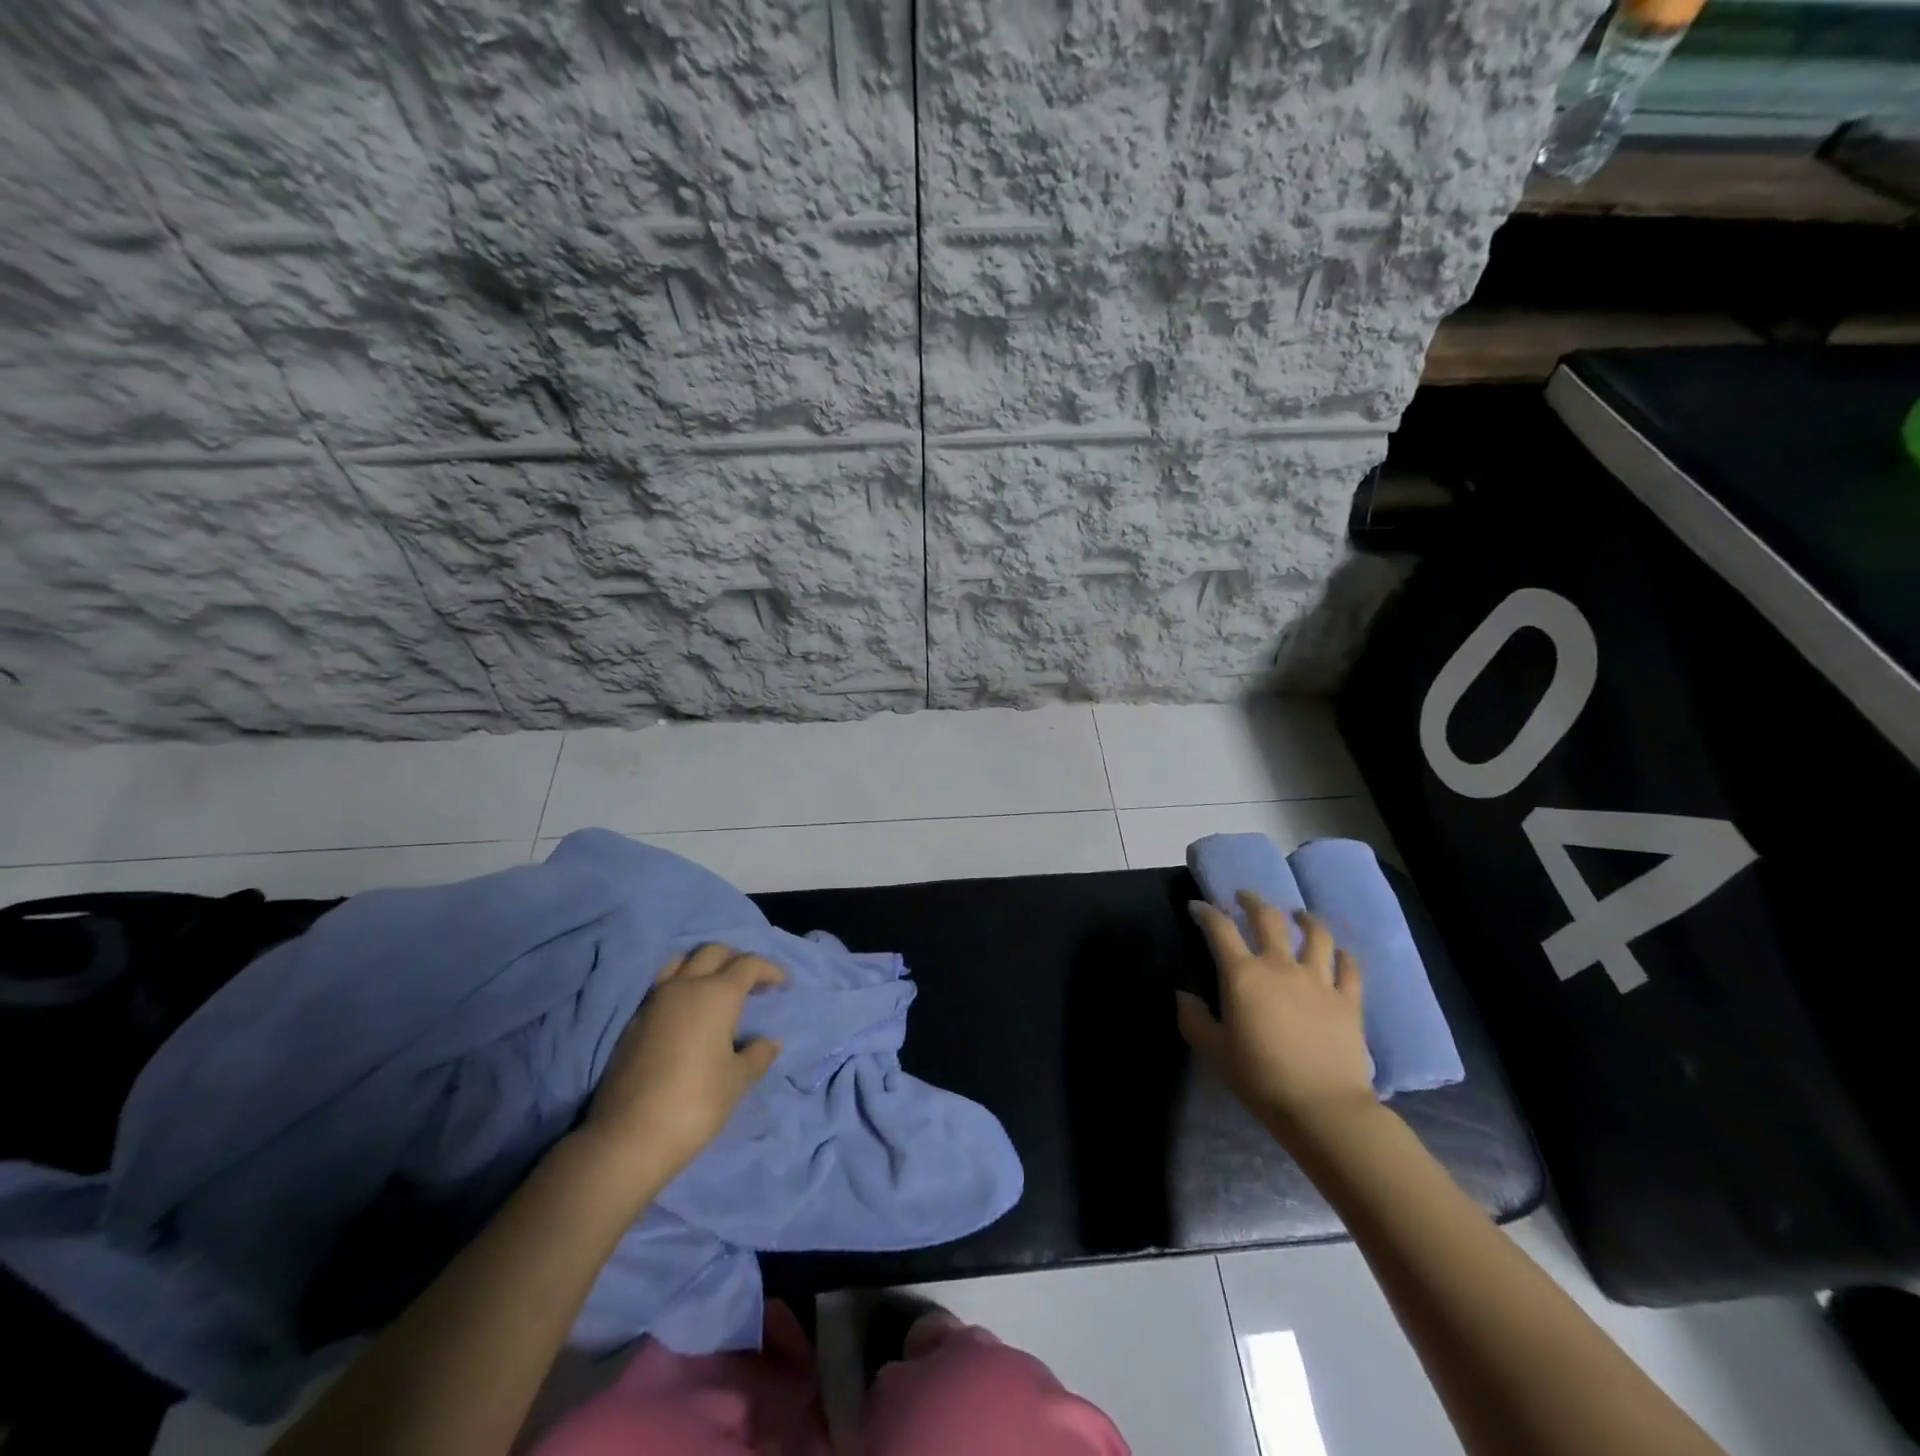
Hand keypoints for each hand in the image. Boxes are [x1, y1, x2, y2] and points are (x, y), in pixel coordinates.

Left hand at [578, 944, 784, 1189]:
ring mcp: (654, 1001)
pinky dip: (681, 984)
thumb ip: (758, 1054)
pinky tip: (688, 1013)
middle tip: (751, 982)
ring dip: (703, 965)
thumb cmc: (695, 1103)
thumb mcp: (737, 1080)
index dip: (769, 969)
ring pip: (682, 961)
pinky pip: (662, 985)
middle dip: (736, 959)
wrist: (628, 1136)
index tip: (782, 983)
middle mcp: (685, 986)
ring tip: (716, 989)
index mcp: (717, 994)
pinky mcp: (634, 1021)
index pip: (748, 964)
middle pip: (713, 952)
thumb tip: (771, 1041)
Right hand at [1177, 893, 1375, 1144]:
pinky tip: (1339, 953)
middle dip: (1252, 901)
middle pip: (1268, 919)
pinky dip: (1343, 955)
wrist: (1321, 1107)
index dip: (1206, 912)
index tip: (1197, 907)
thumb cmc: (1259, 1077)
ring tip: (1299, 914)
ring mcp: (1318, 980)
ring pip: (1316, 935)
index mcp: (1243, 975)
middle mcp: (1280, 966)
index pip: (1220, 929)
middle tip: (1244, 897)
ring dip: (1305, 919)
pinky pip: (1349, 968)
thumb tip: (1183, 995)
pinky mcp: (1348, 1000)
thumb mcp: (1213, 1050)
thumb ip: (1194, 1019)